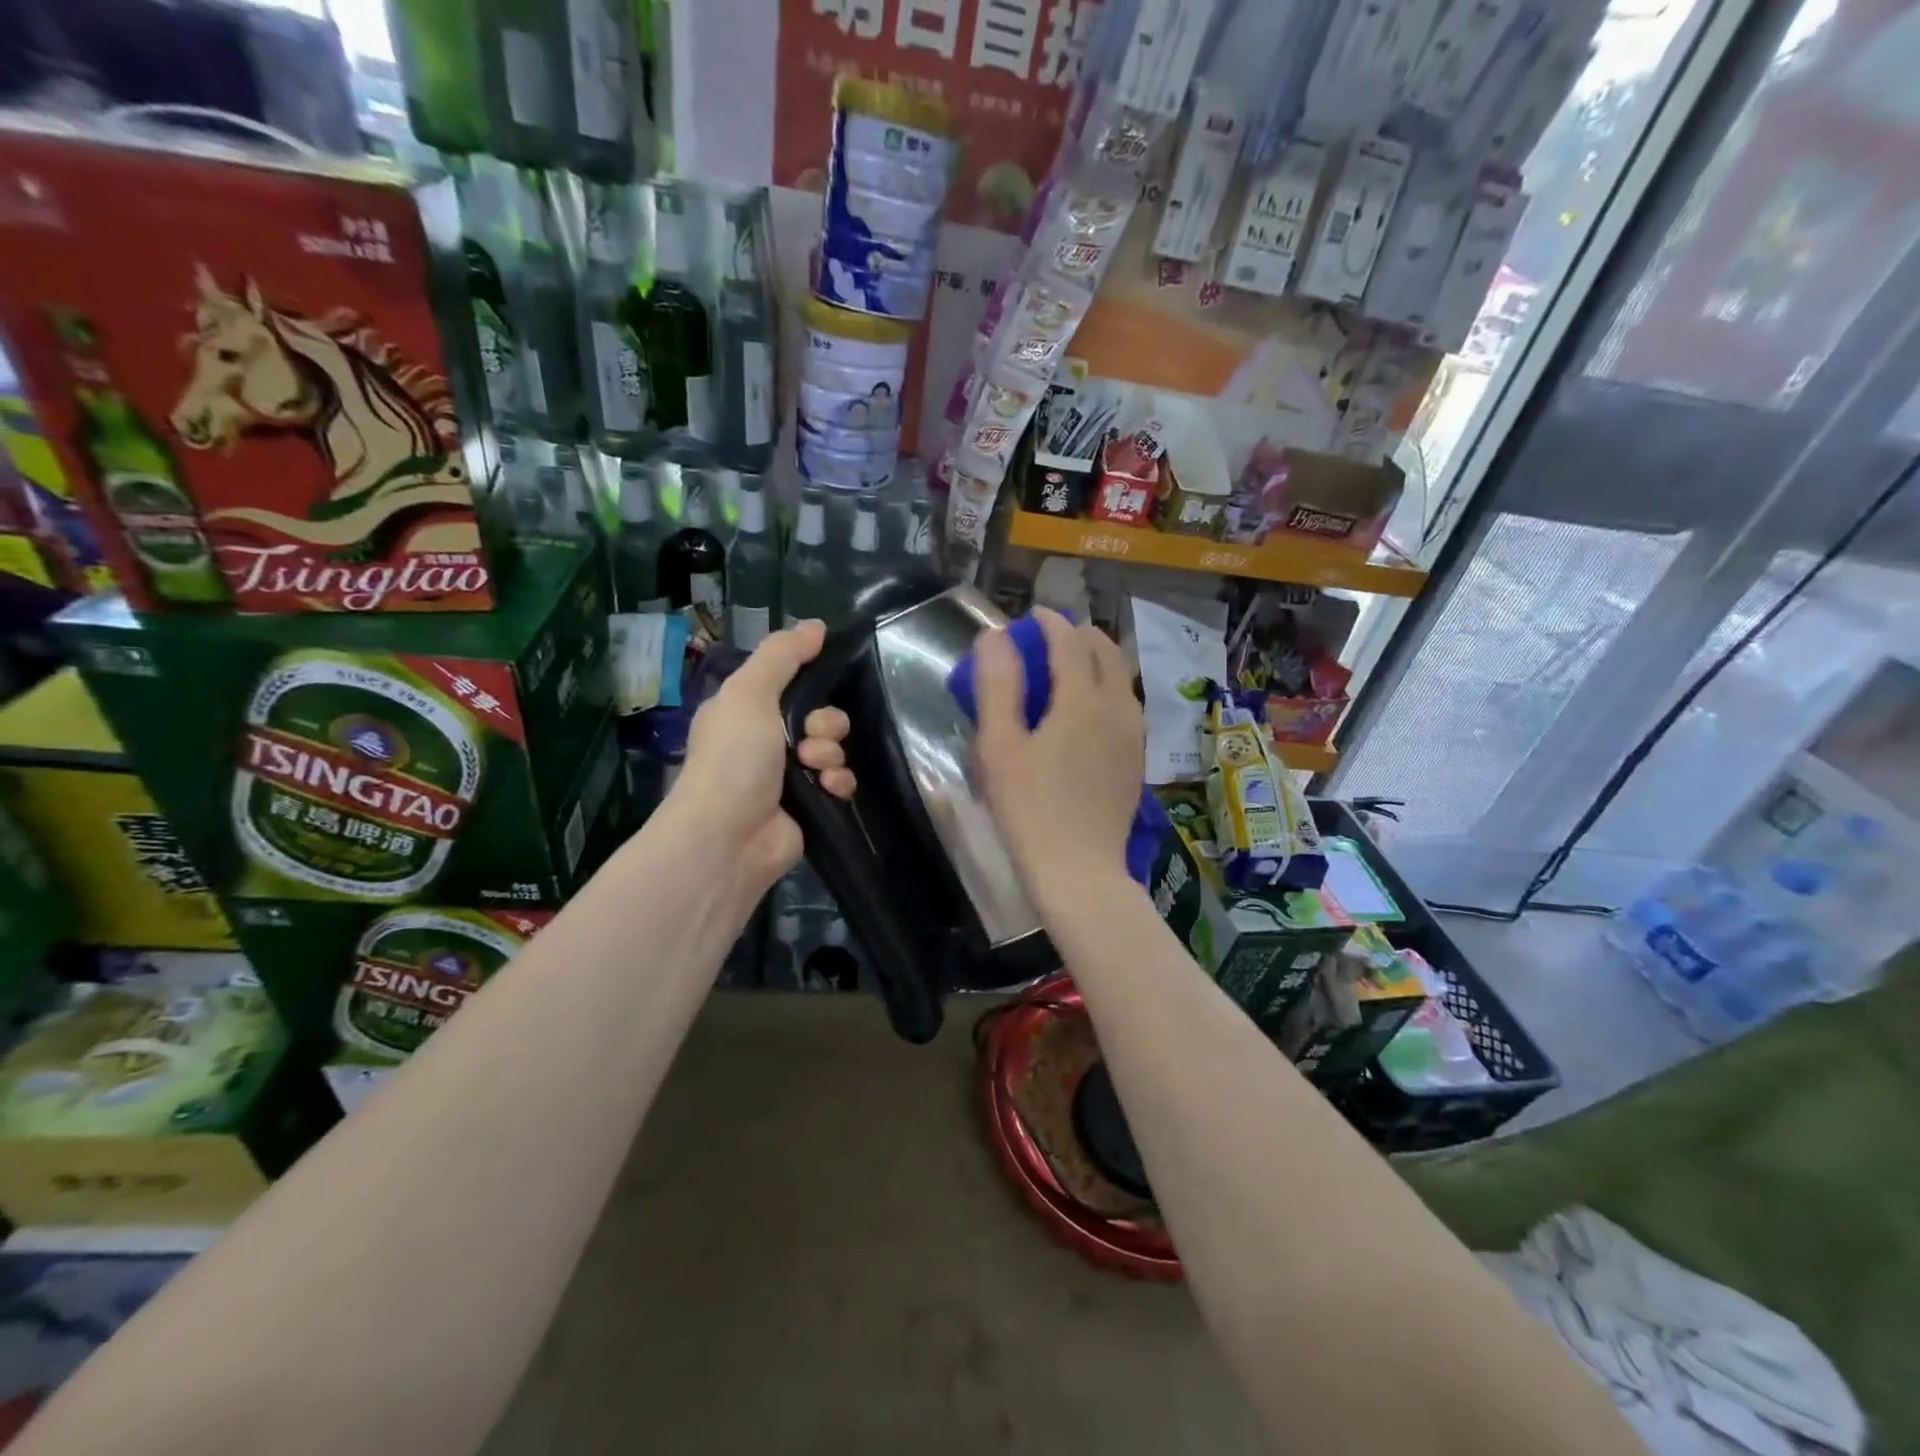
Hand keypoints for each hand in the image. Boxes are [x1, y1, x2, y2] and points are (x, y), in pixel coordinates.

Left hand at [669, 619, 854, 898]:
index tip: (819, 682)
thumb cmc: (734, 758)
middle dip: (825, 723)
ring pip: (833, 748)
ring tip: (814, 768)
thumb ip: (782, 656)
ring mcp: (789, 776)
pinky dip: (839, 782)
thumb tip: (816, 625)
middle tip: (808, 737)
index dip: (810, 681)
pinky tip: (827, 788)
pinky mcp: (810, 806)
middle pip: (820, 715)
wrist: (729, 836)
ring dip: (830, 753)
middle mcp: (766, 741)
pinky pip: (840, 781)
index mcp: (746, 711)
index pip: (791, 683)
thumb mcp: (750, 692)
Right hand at [974, 607, 1143, 899]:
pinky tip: (1088, 709)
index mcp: (1082, 699)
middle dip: (1078, 635)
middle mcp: (1117, 708)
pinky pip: (1126, 704)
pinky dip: (1107, 688)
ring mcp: (1134, 735)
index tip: (1032, 615)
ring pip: (1121, 678)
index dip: (1050, 622)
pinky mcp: (1137, 759)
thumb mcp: (999, 747)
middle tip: (1049, 637)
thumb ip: (997, 686)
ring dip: (1097, 660)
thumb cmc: (1029, 809)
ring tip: (1069, 667)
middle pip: (1105, 652)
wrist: (1079, 871)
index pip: (1069, 641)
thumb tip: (995, 636)